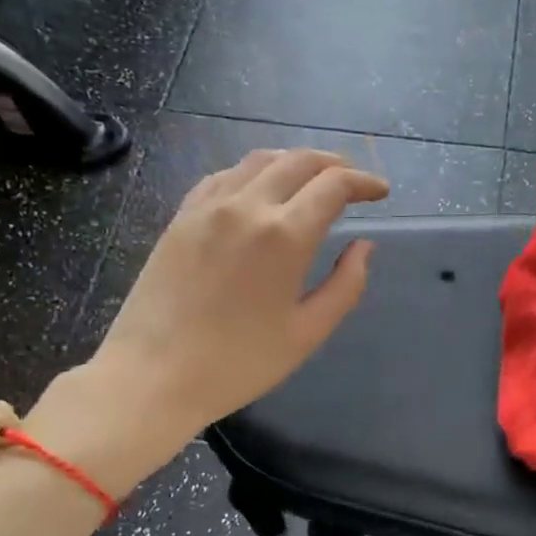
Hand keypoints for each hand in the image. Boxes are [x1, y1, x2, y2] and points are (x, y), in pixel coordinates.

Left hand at [37, 150, 388, 486]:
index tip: (381, 192)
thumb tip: (364, 247)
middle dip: (334, 165)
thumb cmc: (239, 363)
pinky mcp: (181, 217)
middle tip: (354, 181)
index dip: (364, 183)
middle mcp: (247, 206)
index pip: (334, 185)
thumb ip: (346, 285)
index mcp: (284, 235)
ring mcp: (208, 207)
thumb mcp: (307, 333)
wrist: (153, 376)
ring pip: (259, 160)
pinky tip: (260, 191)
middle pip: (298, 161)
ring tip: (313, 180)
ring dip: (295, 162)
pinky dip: (254, 173)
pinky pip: (224, 176)